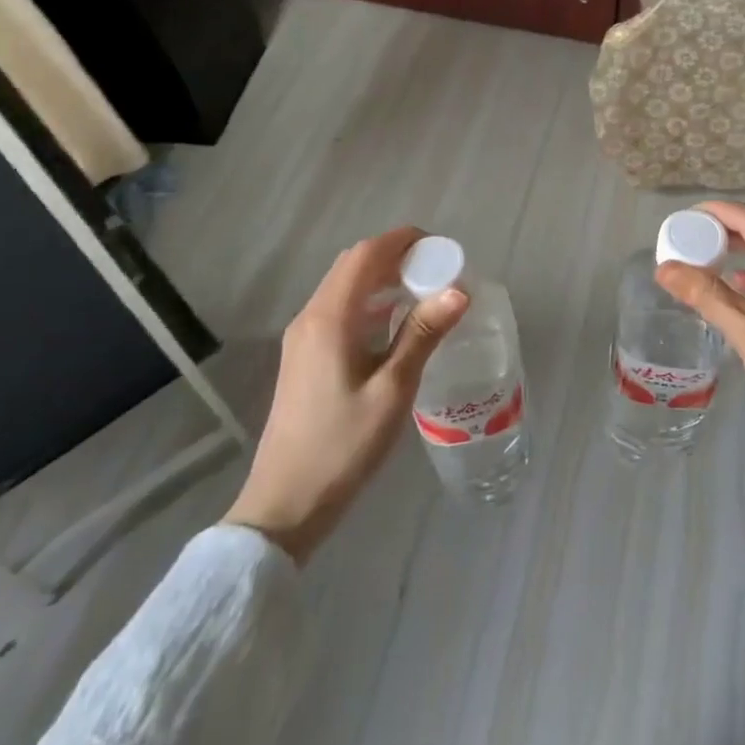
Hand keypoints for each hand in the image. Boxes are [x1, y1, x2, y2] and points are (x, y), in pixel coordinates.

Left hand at [224, 227, 466, 563]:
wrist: (285, 504)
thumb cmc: (343, 446)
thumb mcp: (393, 390)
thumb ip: (423, 335)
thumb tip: (459, 290)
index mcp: (330, 319)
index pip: (366, 255)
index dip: (402, 241)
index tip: (440, 247)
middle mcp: (310, 318)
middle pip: (353, 265)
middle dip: (395, 257)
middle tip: (438, 270)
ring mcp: (302, 338)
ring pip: (345, 287)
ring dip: (382, 279)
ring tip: (424, 292)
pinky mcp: (304, 357)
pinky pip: (339, 310)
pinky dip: (369, 302)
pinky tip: (395, 325)